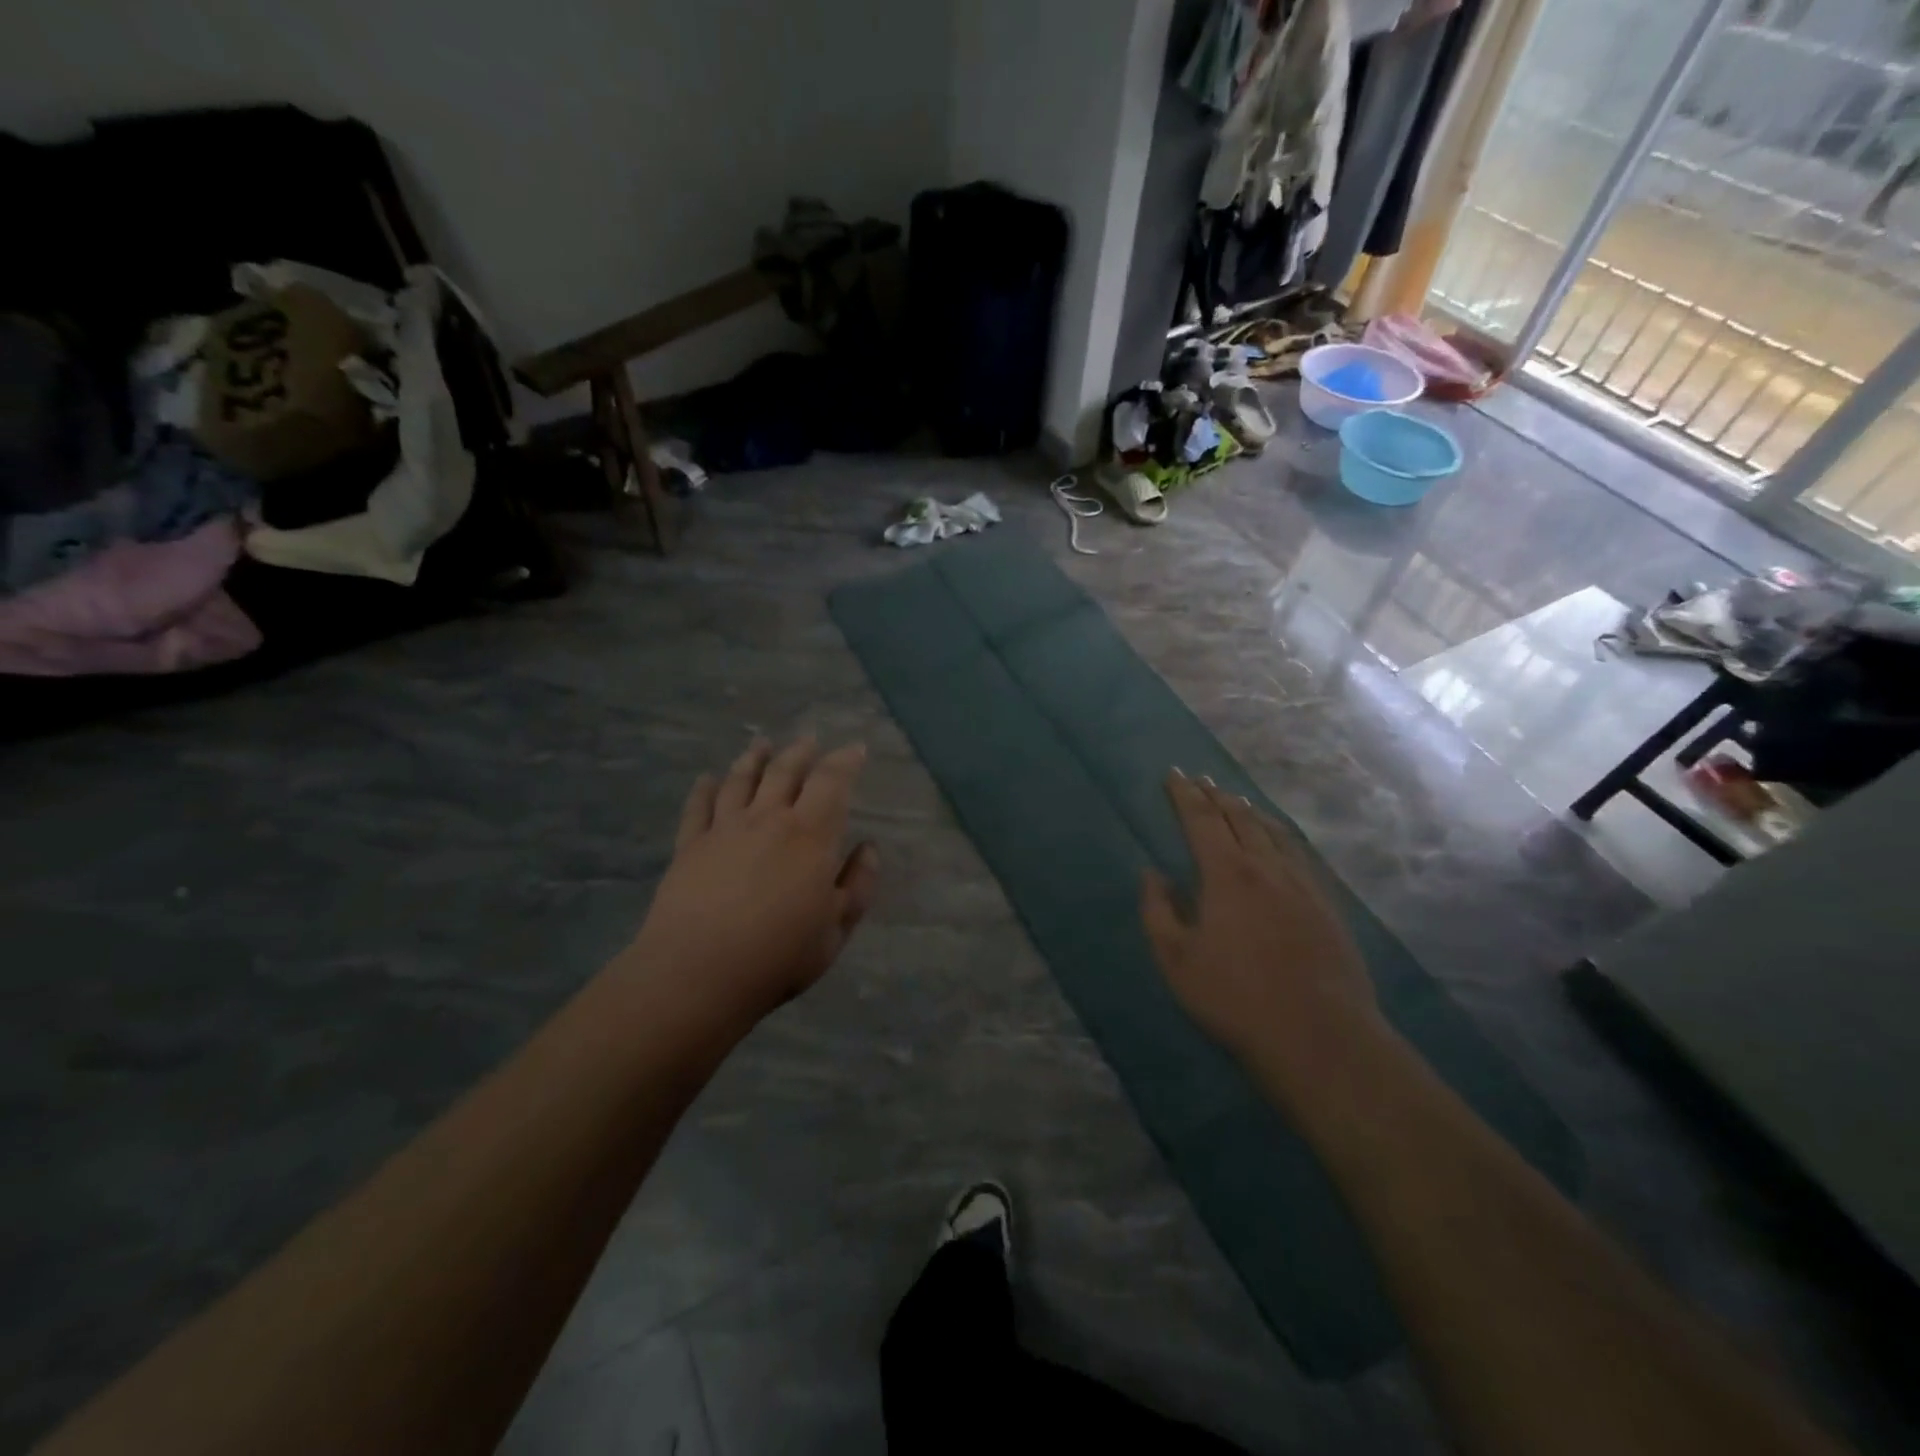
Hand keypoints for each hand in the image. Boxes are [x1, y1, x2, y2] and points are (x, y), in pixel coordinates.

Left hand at [625, 737, 878, 1026]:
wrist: (698, 972)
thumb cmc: (779, 954)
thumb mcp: (837, 929)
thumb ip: (859, 884)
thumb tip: (869, 848)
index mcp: (810, 835)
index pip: (831, 782)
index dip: (845, 760)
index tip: (855, 749)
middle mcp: (767, 819)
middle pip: (784, 772)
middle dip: (800, 752)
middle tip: (809, 739)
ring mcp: (724, 829)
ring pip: (740, 780)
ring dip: (753, 758)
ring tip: (761, 743)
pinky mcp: (690, 845)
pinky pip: (698, 806)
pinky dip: (704, 788)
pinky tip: (707, 778)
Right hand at [1140, 772, 1391, 1116]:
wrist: (1319, 1036)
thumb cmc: (1235, 998)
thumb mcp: (1176, 959)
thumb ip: (1158, 911)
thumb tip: (1152, 873)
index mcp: (1227, 874)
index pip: (1202, 820)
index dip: (1185, 794)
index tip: (1174, 774)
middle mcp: (1267, 867)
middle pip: (1239, 818)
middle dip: (1216, 796)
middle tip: (1201, 780)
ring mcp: (1303, 884)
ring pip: (1273, 832)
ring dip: (1249, 811)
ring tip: (1236, 800)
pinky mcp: (1327, 905)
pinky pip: (1299, 853)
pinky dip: (1280, 835)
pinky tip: (1280, 841)